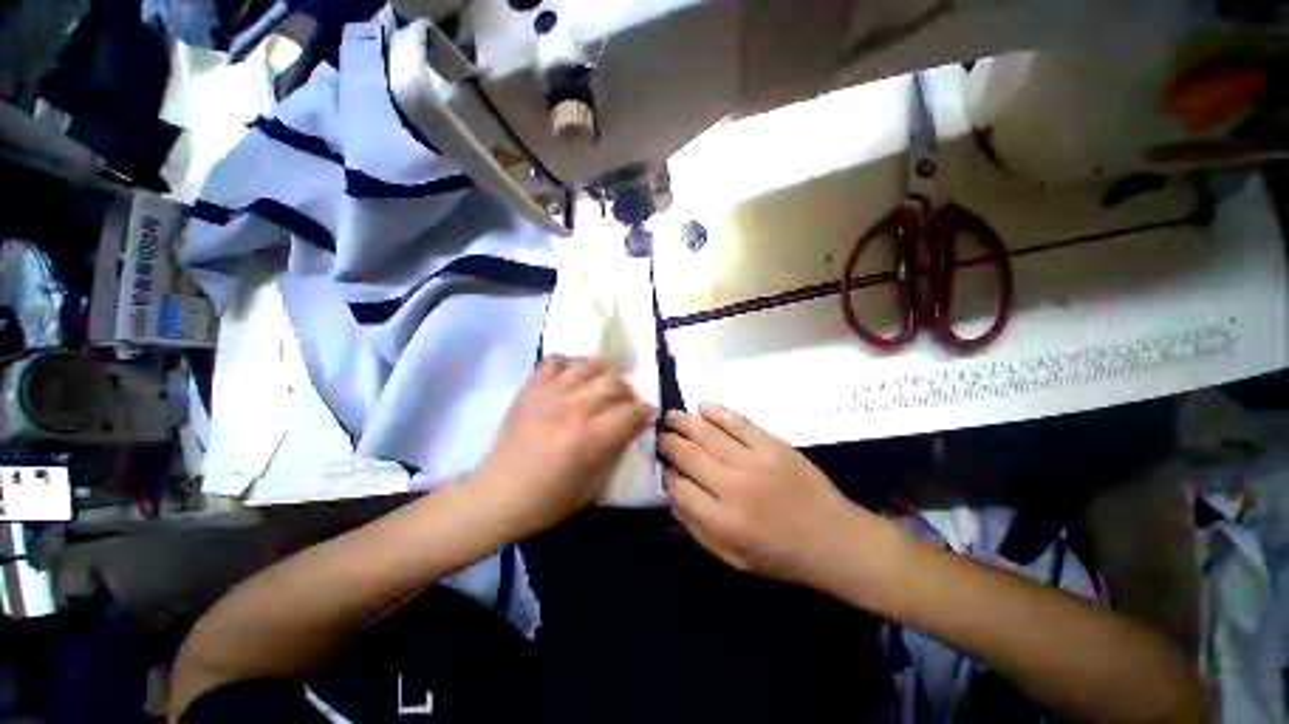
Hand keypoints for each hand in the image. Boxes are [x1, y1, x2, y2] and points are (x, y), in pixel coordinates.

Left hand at [473, 356, 651, 538]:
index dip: (644, 411)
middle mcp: (572, 408)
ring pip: (589, 365)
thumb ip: (617, 450)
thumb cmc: (549, 499)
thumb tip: (634, 426)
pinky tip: (573, 377)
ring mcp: (549, 393)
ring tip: (603, 385)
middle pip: (614, 382)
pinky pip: (555, 360)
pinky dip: (569, 364)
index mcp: (589, 437)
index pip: (630, 411)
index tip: (645, 415)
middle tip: (626, 402)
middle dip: (628, 391)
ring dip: (604, 373)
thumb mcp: (594, 485)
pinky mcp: (531, 387)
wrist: (497, 494)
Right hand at [659, 403, 882, 587]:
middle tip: (661, 436)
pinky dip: (718, 412)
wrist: (835, 539)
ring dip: (685, 422)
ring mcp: (755, 461)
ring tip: (671, 415)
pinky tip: (703, 407)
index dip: (667, 475)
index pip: (679, 488)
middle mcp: (734, 487)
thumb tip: (672, 497)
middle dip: (669, 443)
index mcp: (723, 521)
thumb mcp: (734, 559)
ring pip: (708, 434)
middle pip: (688, 455)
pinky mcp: (773, 445)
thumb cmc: (782, 555)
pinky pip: (738, 423)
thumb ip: (697, 530)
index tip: (666, 469)